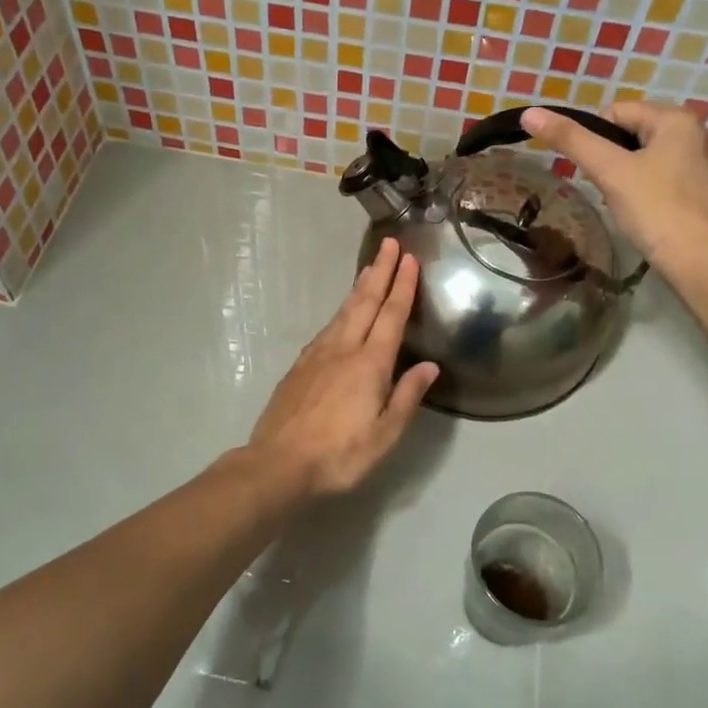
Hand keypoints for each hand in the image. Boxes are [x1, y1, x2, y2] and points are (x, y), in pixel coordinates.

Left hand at [246, 238, 438, 499]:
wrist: (277, 464)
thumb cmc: (339, 455)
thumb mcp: (385, 435)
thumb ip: (407, 396)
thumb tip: (429, 366)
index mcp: (369, 364)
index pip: (391, 316)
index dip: (402, 286)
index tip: (409, 259)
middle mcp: (343, 350)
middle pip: (365, 302)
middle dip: (380, 271)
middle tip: (390, 243)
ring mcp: (317, 355)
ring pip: (343, 312)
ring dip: (360, 287)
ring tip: (370, 267)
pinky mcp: (299, 366)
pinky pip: (327, 328)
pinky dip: (341, 312)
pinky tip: (342, 314)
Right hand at [521, 102, 707, 270]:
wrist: (695, 260)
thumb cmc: (653, 208)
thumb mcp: (608, 170)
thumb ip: (570, 139)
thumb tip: (530, 113)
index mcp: (675, 118)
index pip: (614, 112)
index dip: (593, 139)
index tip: (594, 170)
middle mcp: (692, 133)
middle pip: (628, 134)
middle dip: (609, 158)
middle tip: (605, 187)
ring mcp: (698, 163)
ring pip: (641, 157)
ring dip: (623, 175)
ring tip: (621, 201)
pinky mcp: (697, 190)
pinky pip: (657, 177)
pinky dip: (641, 190)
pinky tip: (640, 211)